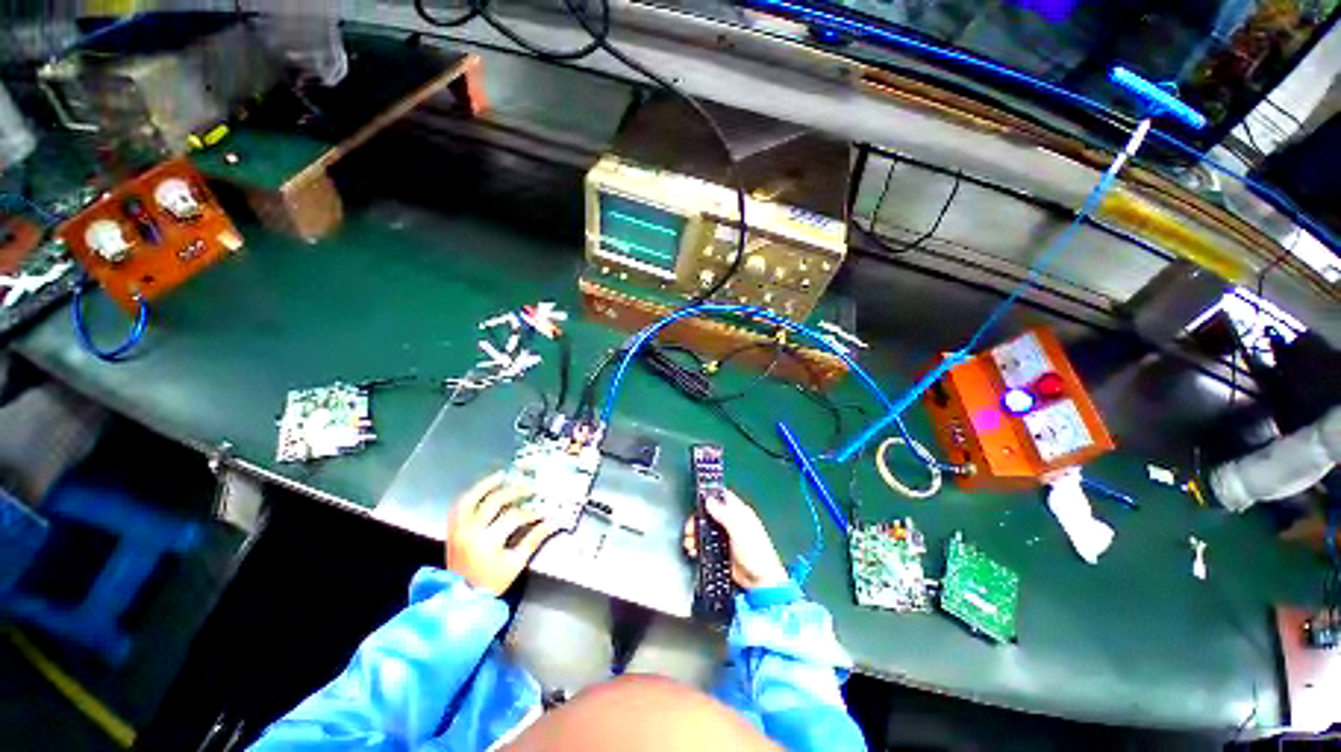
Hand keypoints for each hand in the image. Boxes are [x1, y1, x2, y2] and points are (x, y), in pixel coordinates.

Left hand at [446, 472, 558, 595]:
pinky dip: (470, 496)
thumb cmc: (491, 583)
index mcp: (488, 541)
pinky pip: (458, 507)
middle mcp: (471, 531)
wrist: (460, 599)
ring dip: (486, 485)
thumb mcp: (516, 563)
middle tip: (528, 489)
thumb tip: (554, 522)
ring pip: (470, 499)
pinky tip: (482, 489)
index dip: (530, 513)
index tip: (541, 514)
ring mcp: (458, 530)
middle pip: (494, 502)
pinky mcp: (452, 531)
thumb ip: (534, 540)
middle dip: (514, 492)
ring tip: (501, 476)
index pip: (513, 517)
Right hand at [682, 489, 788, 590]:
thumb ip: (724, 513)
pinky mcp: (721, 551)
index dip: (710, 496)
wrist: (760, 581)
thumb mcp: (739, 528)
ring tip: (690, 540)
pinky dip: (698, 546)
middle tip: (690, 526)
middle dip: (698, 519)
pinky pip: (705, 544)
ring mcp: (726, 537)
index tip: (697, 500)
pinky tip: (694, 549)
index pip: (722, 497)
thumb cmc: (756, 552)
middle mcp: (732, 522)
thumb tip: (709, 500)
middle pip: (710, 513)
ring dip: (696, 533)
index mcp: (739, 513)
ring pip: (705, 529)